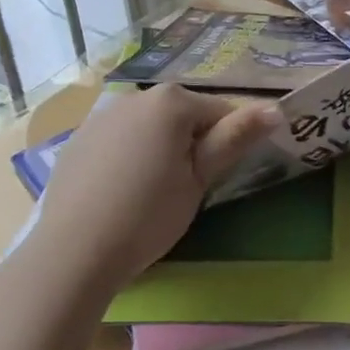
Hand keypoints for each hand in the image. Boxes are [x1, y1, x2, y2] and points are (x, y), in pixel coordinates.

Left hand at [27, 85, 277, 291]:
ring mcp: (100, 117)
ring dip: (160, 147)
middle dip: (193, 142)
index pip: (220, 111)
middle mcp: (134, 97)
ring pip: (148, 126)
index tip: (223, 175)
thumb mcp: (199, 179)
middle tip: (190, 187)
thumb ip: (234, 138)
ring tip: (154, 192)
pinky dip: (128, 156)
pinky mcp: (77, 140)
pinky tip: (121, 192)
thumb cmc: (149, 215)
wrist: (74, 252)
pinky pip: (118, 140)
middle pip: (181, 114)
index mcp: (170, 101)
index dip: (230, 142)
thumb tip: (275, 109)